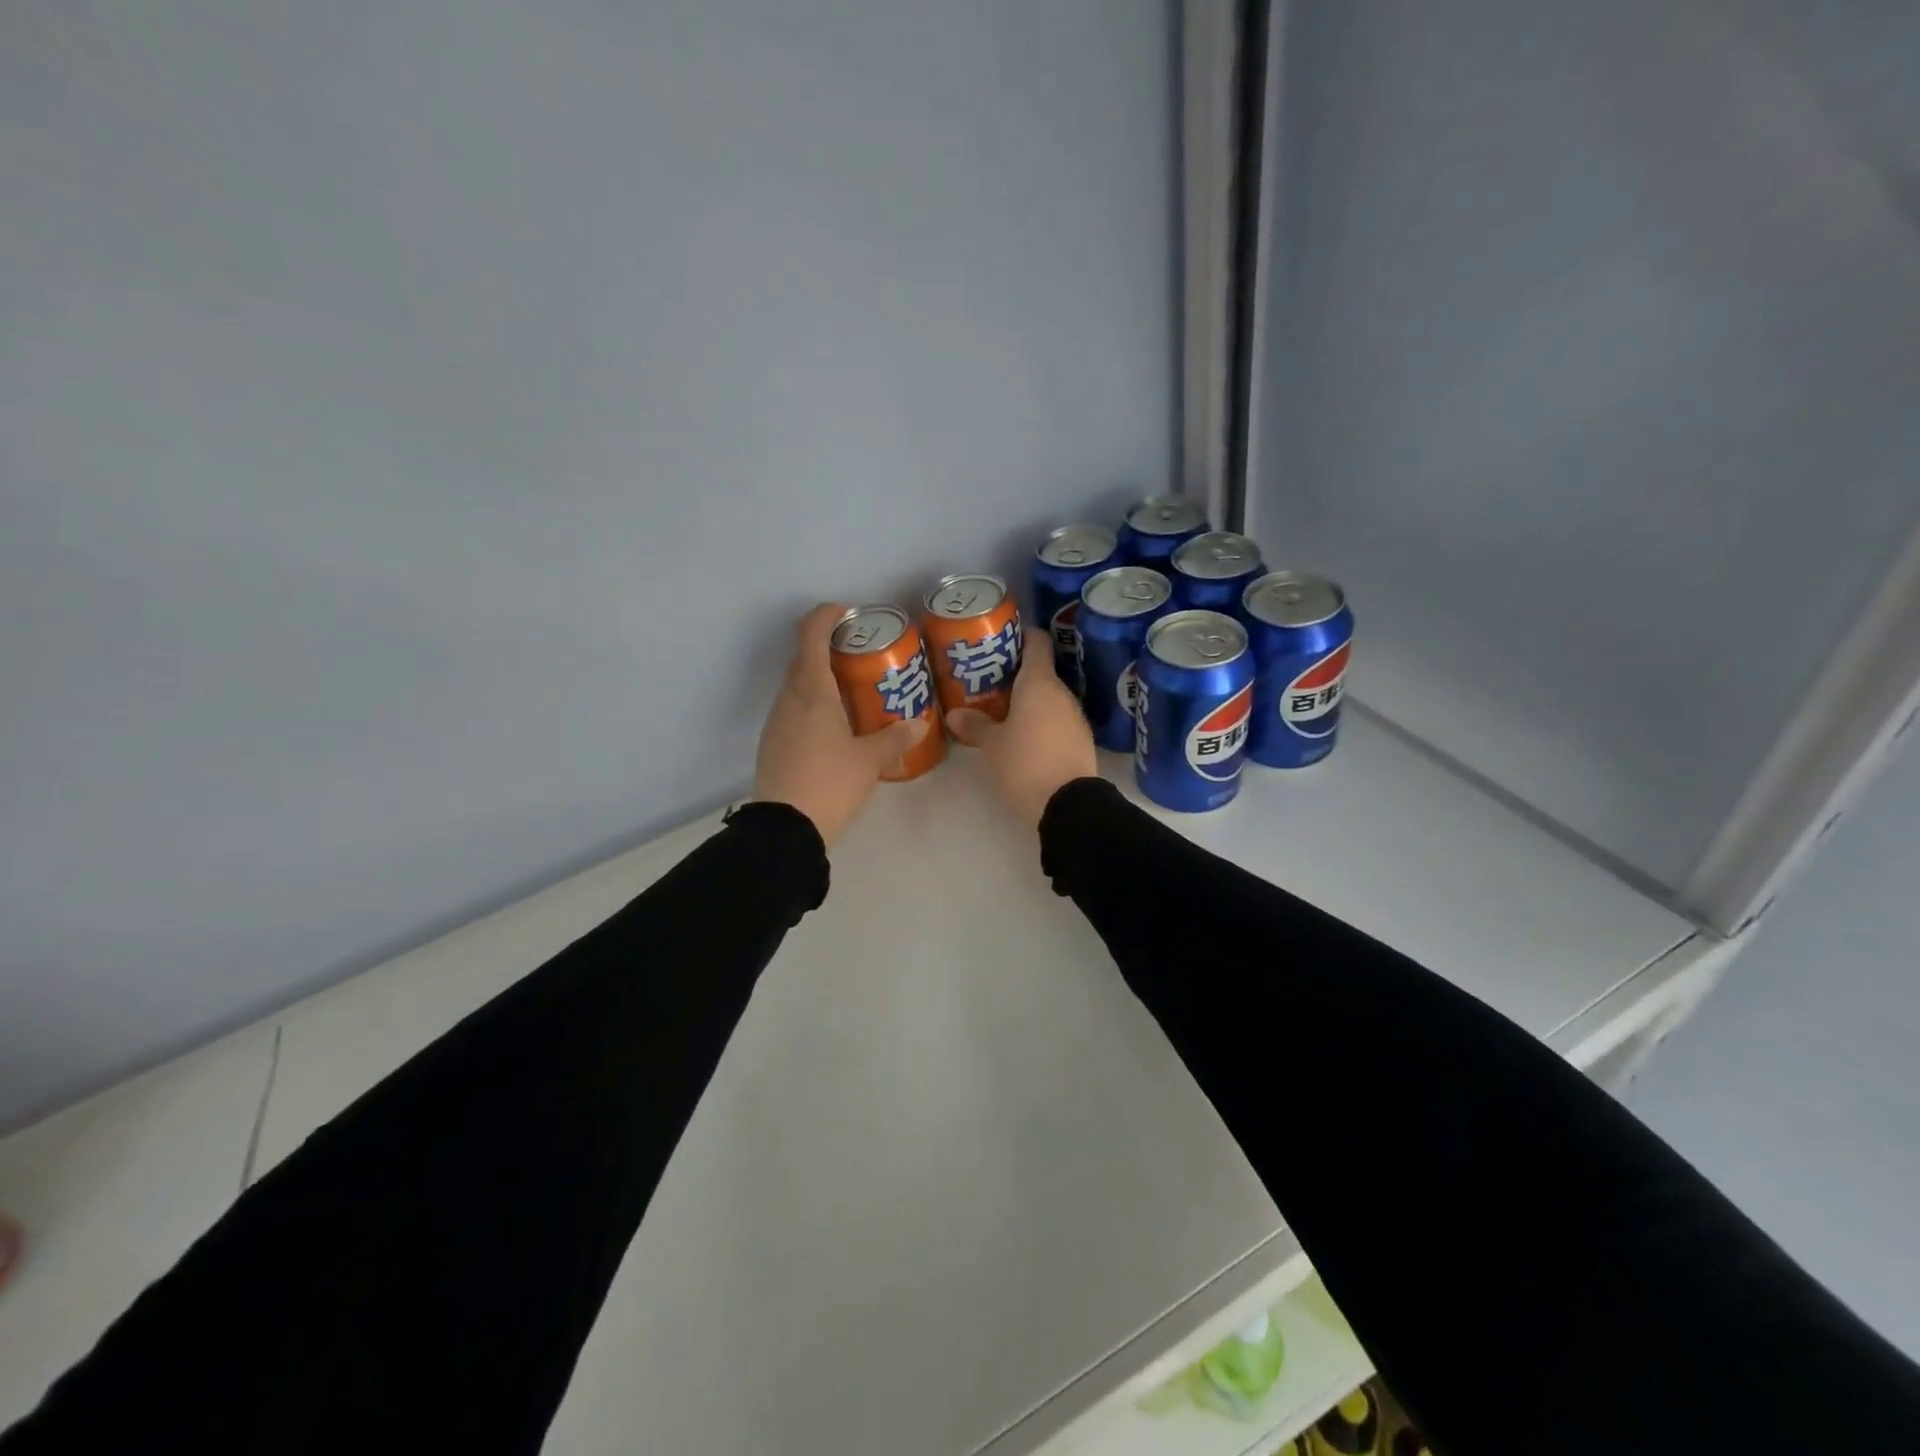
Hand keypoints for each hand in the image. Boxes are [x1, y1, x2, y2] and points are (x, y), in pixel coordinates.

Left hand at [754, 604, 929, 846]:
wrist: (785, 829)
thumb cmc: (830, 783)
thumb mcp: (868, 761)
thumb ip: (894, 739)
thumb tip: (918, 724)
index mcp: (812, 692)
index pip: (811, 635)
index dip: (826, 616)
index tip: (848, 612)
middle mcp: (788, 698)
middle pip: (803, 658)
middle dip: (828, 647)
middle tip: (860, 655)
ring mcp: (776, 721)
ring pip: (796, 685)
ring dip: (819, 677)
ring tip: (850, 690)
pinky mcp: (772, 742)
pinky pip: (792, 708)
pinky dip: (811, 703)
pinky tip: (833, 724)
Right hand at [946, 644, 1096, 826]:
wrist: (1068, 805)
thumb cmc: (1025, 763)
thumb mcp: (992, 745)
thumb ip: (975, 726)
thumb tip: (955, 714)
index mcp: (1039, 683)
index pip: (1036, 642)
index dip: (1020, 635)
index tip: (1001, 639)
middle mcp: (1062, 693)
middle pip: (1040, 671)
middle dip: (1016, 674)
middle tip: (988, 681)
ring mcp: (1075, 717)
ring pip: (1049, 697)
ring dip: (1029, 700)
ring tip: (1001, 709)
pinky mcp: (1081, 740)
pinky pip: (1057, 719)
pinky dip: (1041, 721)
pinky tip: (1023, 736)